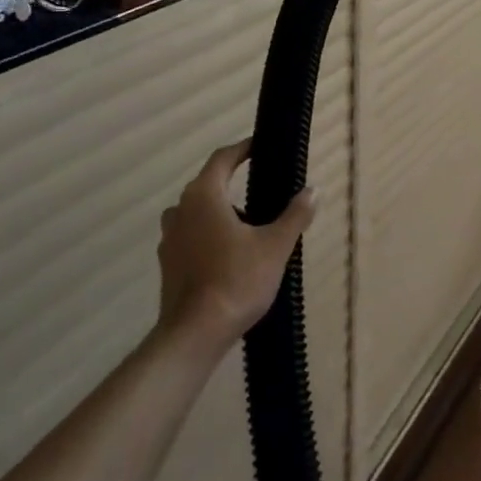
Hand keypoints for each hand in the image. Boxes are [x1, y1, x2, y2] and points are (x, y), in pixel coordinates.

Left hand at [156, 140, 315, 355]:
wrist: (195, 333)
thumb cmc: (237, 280)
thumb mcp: (276, 246)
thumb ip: (295, 215)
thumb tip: (313, 190)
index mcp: (203, 196)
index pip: (222, 159)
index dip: (242, 149)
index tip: (259, 147)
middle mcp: (180, 210)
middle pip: (207, 185)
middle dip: (233, 182)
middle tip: (262, 188)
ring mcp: (170, 239)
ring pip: (197, 212)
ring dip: (220, 211)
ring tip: (249, 224)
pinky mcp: (168, 264)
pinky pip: (190, 236)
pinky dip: (209, 235)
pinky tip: (230, 254)